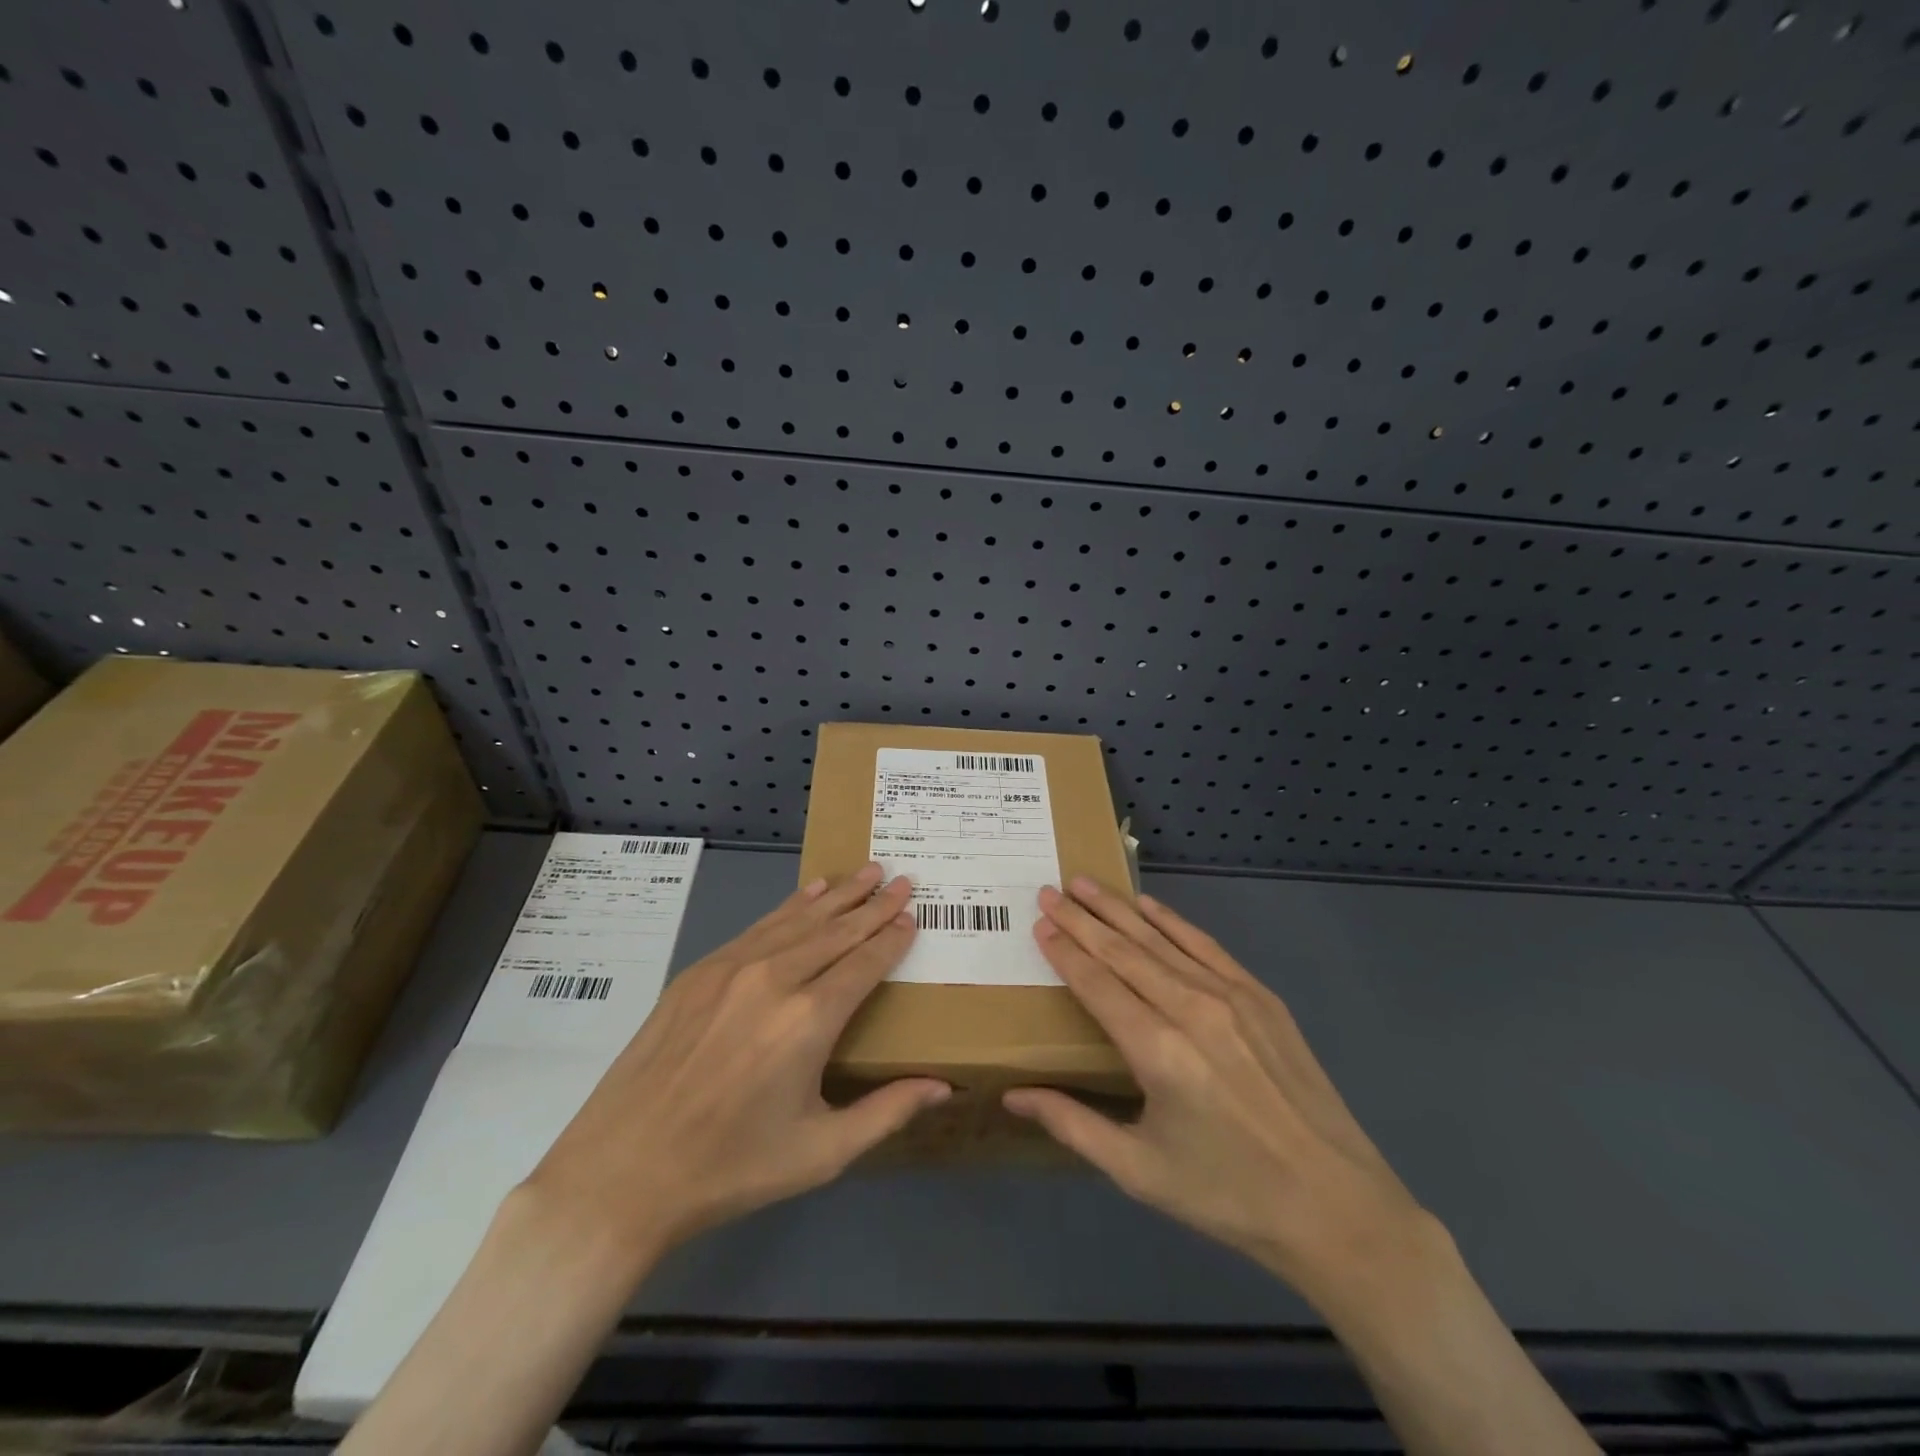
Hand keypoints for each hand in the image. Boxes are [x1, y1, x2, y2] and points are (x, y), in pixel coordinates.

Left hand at [523, 865, 948, 1270]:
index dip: (892, 939)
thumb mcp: (820, 1152)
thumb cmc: (731, 1169)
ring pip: (798, 920)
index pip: (864, 964)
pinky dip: (790, 907)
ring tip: (866, 872)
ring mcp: (731, 969)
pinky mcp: (698, 972)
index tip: (913, 917)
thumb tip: (943, 1086)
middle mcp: (774, 979)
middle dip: (873, 905)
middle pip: (836, 931)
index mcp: (808, 1020)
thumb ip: (887, 1111)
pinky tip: (809, 893)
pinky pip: (758, 928)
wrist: (622, 1174)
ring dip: (837, 895)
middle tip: (901, 880)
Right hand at [1004, 878, 1433, 1314]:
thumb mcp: (1140, 1171)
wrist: (1336, 1207)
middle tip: (1048, 890)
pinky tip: (1148, 905)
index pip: (1097, 983)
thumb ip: (1072, 1124)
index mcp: (1158, 1052)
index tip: (1040, 922)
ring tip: (1084, 884)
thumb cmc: (1228, 1195)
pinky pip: (1205, 946)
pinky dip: (1172, 921)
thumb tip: (1012, 1097)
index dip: (1065, 951)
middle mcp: (1192, 1009)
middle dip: (1081, 918)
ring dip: (1119, 909)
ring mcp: (1232, 997)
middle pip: (1124, 951)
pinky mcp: (1262, 997)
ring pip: (1161, 939)